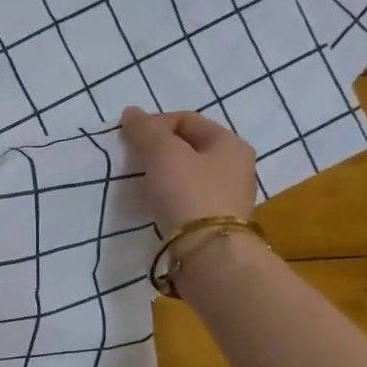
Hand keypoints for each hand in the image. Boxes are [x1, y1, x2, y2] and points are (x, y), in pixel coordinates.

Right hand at [118, 107, 257, 230]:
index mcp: (229, 143)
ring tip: (141, 184)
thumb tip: (131, 113)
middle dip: (158, 149)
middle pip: (188, 146)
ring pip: (187, 173)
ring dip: (162, 173)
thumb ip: (146, 130)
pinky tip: (155, 204)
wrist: (208, 253)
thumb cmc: (188, 193)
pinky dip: (169, 195)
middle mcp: (235, 166)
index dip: (155, 124)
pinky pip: (187, 197)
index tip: (131, 141)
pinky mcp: (215, 221)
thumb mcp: (163, 153)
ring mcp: (228, 196)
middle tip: (134, 162)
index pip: (186, 119)